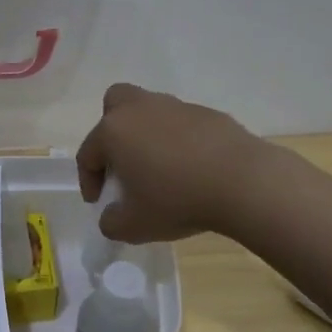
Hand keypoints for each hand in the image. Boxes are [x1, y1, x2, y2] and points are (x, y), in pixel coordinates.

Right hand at [75, 83, 268, 242]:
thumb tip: (113, 215)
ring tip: (159, 170)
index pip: (88, 154)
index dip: (89, 181)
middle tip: (121, 162)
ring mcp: (177, 107)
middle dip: (111, 131)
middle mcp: (141, 109)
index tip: (98, 202)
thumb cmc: (177, 201)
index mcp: (114, 131)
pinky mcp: (208, 113)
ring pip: (150, 112)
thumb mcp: (133, 226)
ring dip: (147, 136)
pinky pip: (181, 124)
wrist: (244, 183)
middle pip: (115, 105)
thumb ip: (112, 222)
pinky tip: (191, 168)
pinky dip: (178, 142)